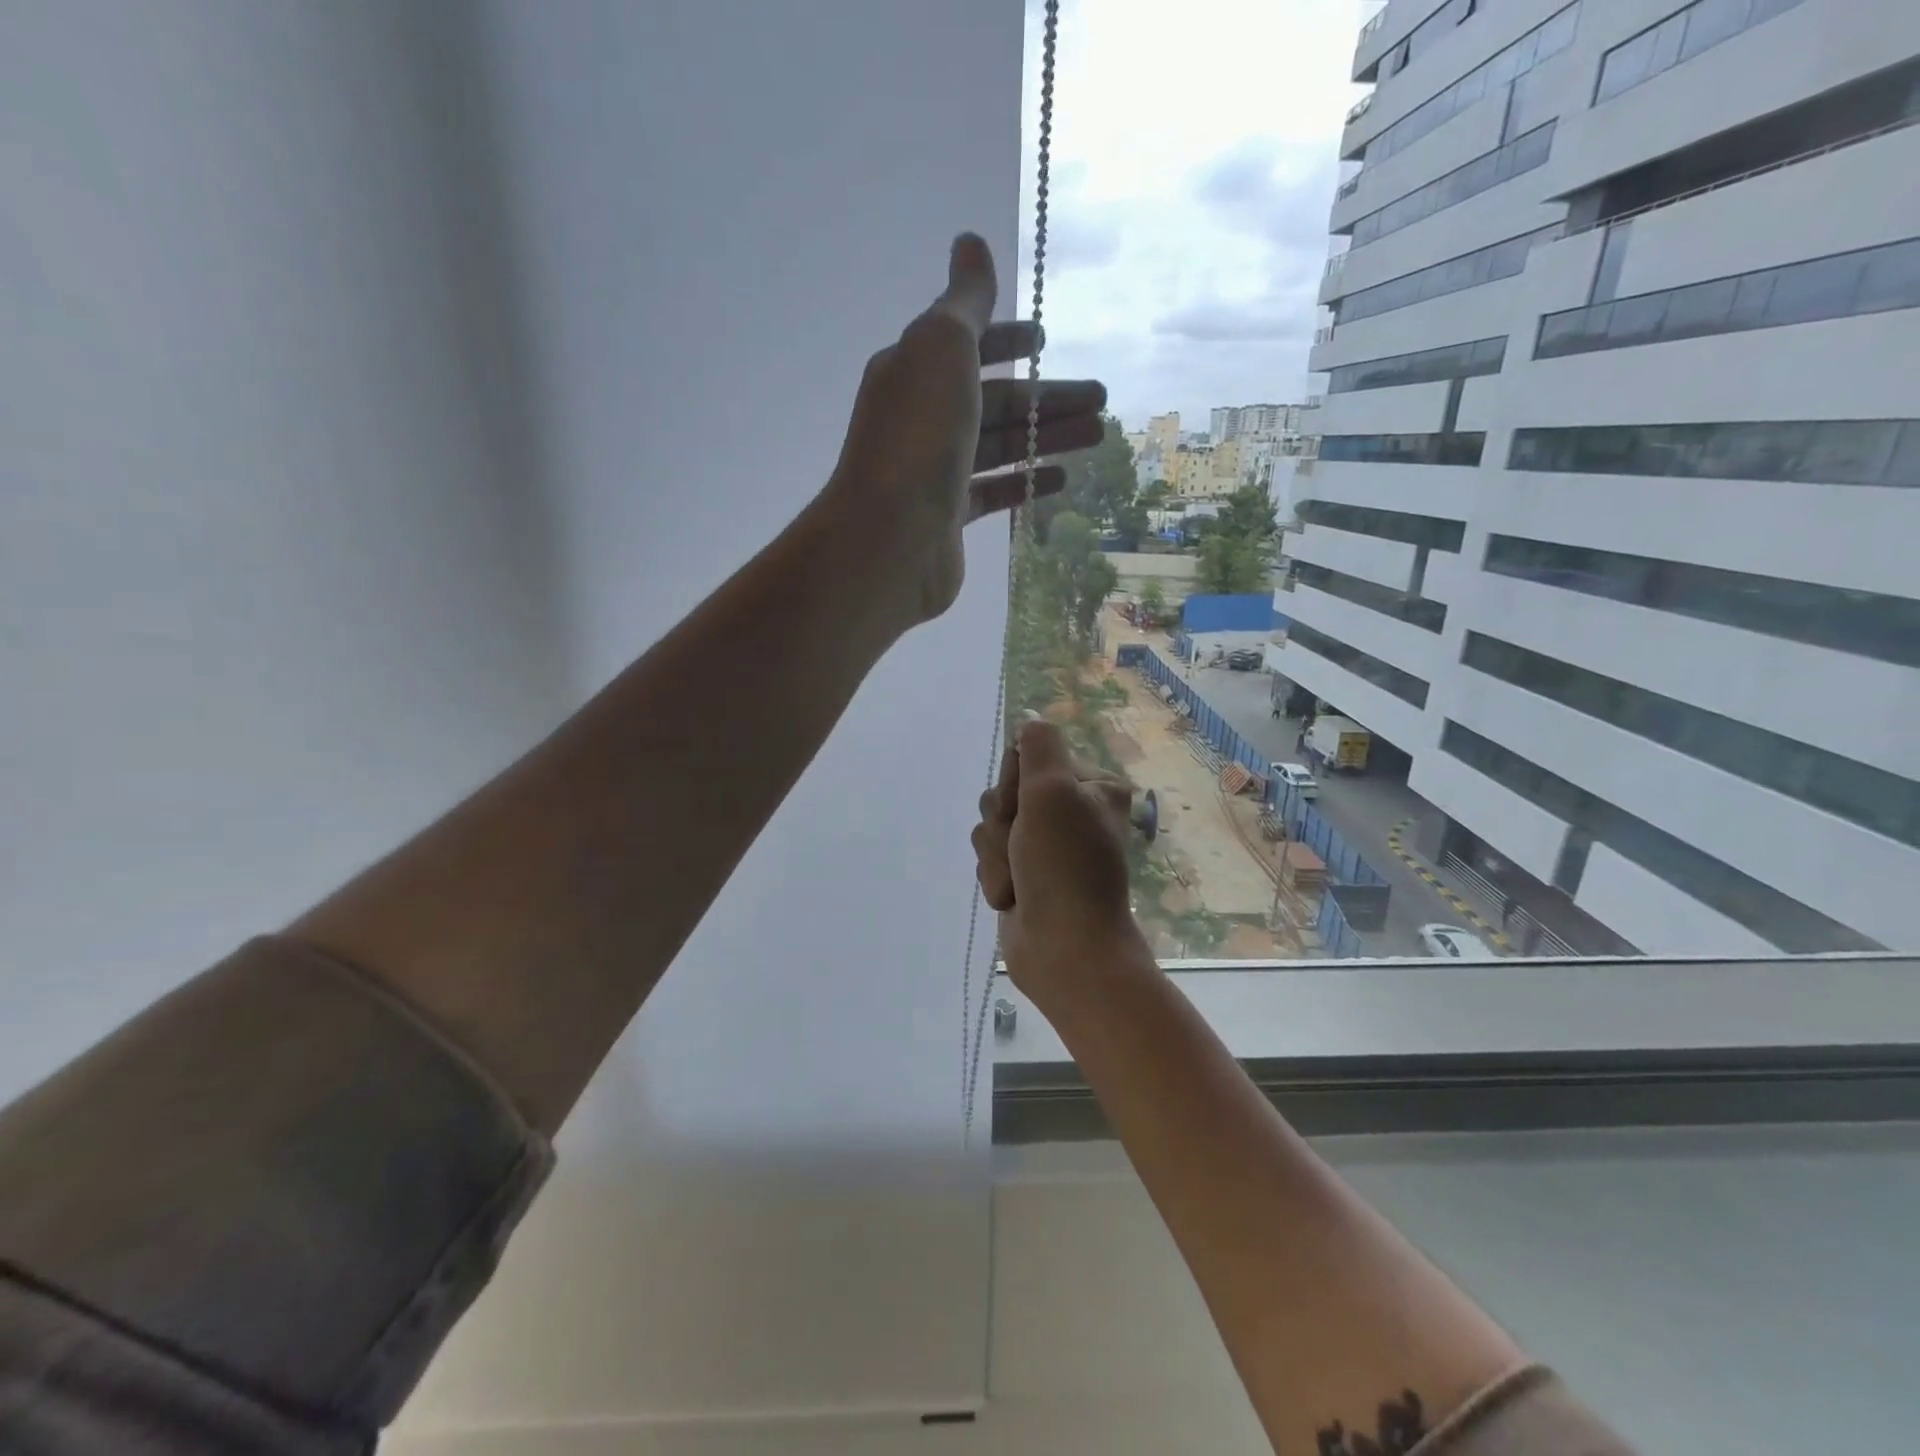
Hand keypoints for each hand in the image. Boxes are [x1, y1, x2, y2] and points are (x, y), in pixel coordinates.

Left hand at [825, 234, 1106, 628]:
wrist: (891, 535)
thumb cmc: (919, 435)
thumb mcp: (942, 348)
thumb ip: (964, 302)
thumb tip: (970, 241)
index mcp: (914, 371)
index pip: (966, 346)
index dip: (1007, 338)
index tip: (1046, 339)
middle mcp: (921, 418)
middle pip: (993, 400)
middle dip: (1047, 396)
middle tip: (1101, 398)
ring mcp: (934, 471)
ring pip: (999, 446)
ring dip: (1047, 436)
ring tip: (1098, 435)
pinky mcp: (948, 517)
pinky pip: (994, 492)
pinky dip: (1026, 483)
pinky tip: (1061, 479)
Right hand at [971, 719, 1148, 1007]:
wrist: (1065, 949)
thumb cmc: (1065, 866)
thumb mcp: (1054, 791)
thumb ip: (1039, 747)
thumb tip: (1030, 719)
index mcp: (1090, 787)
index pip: (1028, 757)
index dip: (1016, 783)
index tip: (1027, 806)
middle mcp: (1068, 811)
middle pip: (1004, 792)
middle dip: (1004, 824)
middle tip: (1025, 847)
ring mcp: (1044, 845)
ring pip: (990, 826)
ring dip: (997, 854)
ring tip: (1020, 880)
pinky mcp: (1023, 874)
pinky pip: (988, 857)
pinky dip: (995, 877)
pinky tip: (1013, 898)